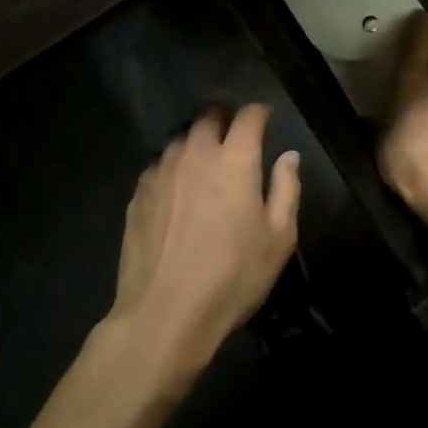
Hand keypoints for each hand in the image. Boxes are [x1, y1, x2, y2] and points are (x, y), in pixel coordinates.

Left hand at [106, 105, 300, 390]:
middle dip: (224, 117)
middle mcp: (196, 154)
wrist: (164, 315)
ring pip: (180, 138)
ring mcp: (162, 172)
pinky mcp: (138, 194)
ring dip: (196, 139)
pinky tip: (177, 186)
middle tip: (234, 133)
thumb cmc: (232, 276)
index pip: (248, 116)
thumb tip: (288, 156)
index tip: (266, 118)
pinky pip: (159, 164)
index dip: (260, 112)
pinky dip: (173, 165)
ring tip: (205, 158)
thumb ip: (287, 189)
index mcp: (235, 160)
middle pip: (208, 117)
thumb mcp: (278, 238)